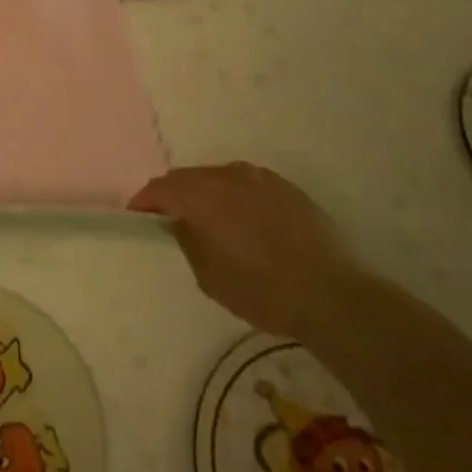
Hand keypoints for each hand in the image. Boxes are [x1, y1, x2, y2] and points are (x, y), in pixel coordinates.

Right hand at [128, 163, 360, 341]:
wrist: (334, 295)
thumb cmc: (262, 290)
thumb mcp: (208, 276)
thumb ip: (188, 240)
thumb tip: (182, 222)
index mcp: (202, 195)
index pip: (160, 188)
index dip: (144, 202)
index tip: (137, 216)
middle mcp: (228, 176)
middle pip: (188, 177)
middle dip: (174, 194)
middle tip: (170, 218)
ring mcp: (261, 178)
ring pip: (219, 178)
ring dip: (206, 193)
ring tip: (209, 220)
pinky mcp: (287, 188)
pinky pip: (248, 185)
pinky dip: (236, 197)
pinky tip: (245, 222)